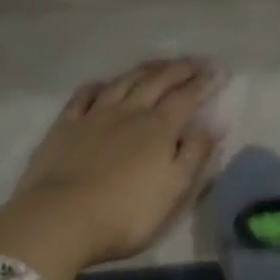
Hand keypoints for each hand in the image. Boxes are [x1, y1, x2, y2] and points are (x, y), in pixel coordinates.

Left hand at [0, 59, 220, 279]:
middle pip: (157, 82)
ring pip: (123, 82)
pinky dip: (97, 86)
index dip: (205, 83)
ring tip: (159, 63)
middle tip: (196, 60)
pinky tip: (102, 83)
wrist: (61, 219)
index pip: (187, 97)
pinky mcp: (65, 126)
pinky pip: (83, 96)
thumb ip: (194, 155)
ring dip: (144, 70)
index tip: (219, 71)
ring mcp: (93, 116)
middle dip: (179, 69)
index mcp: (158, 128)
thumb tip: (212, 125)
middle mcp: (128, 112)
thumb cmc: (126, 213)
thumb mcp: (174, 190)